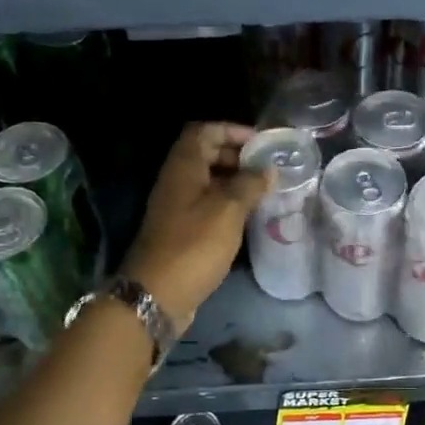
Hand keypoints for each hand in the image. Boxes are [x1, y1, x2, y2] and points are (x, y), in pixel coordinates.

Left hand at [123, 122, 269, 328]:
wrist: (157, 294)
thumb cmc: (194, 245)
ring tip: (266, 190)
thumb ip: (250, 184)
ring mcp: (177, 207)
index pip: (204, 131)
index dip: (232, 130)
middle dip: (238, 156)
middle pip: (206, 154)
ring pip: (208, 182)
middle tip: (268, 168)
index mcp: (183, 167)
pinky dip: (228, 204)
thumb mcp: (228, 210)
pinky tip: (250, 216)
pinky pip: (208, 206)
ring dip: (235, 182)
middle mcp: (177, 182)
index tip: (261, 142)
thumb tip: (267, 169)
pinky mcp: (182, 231)